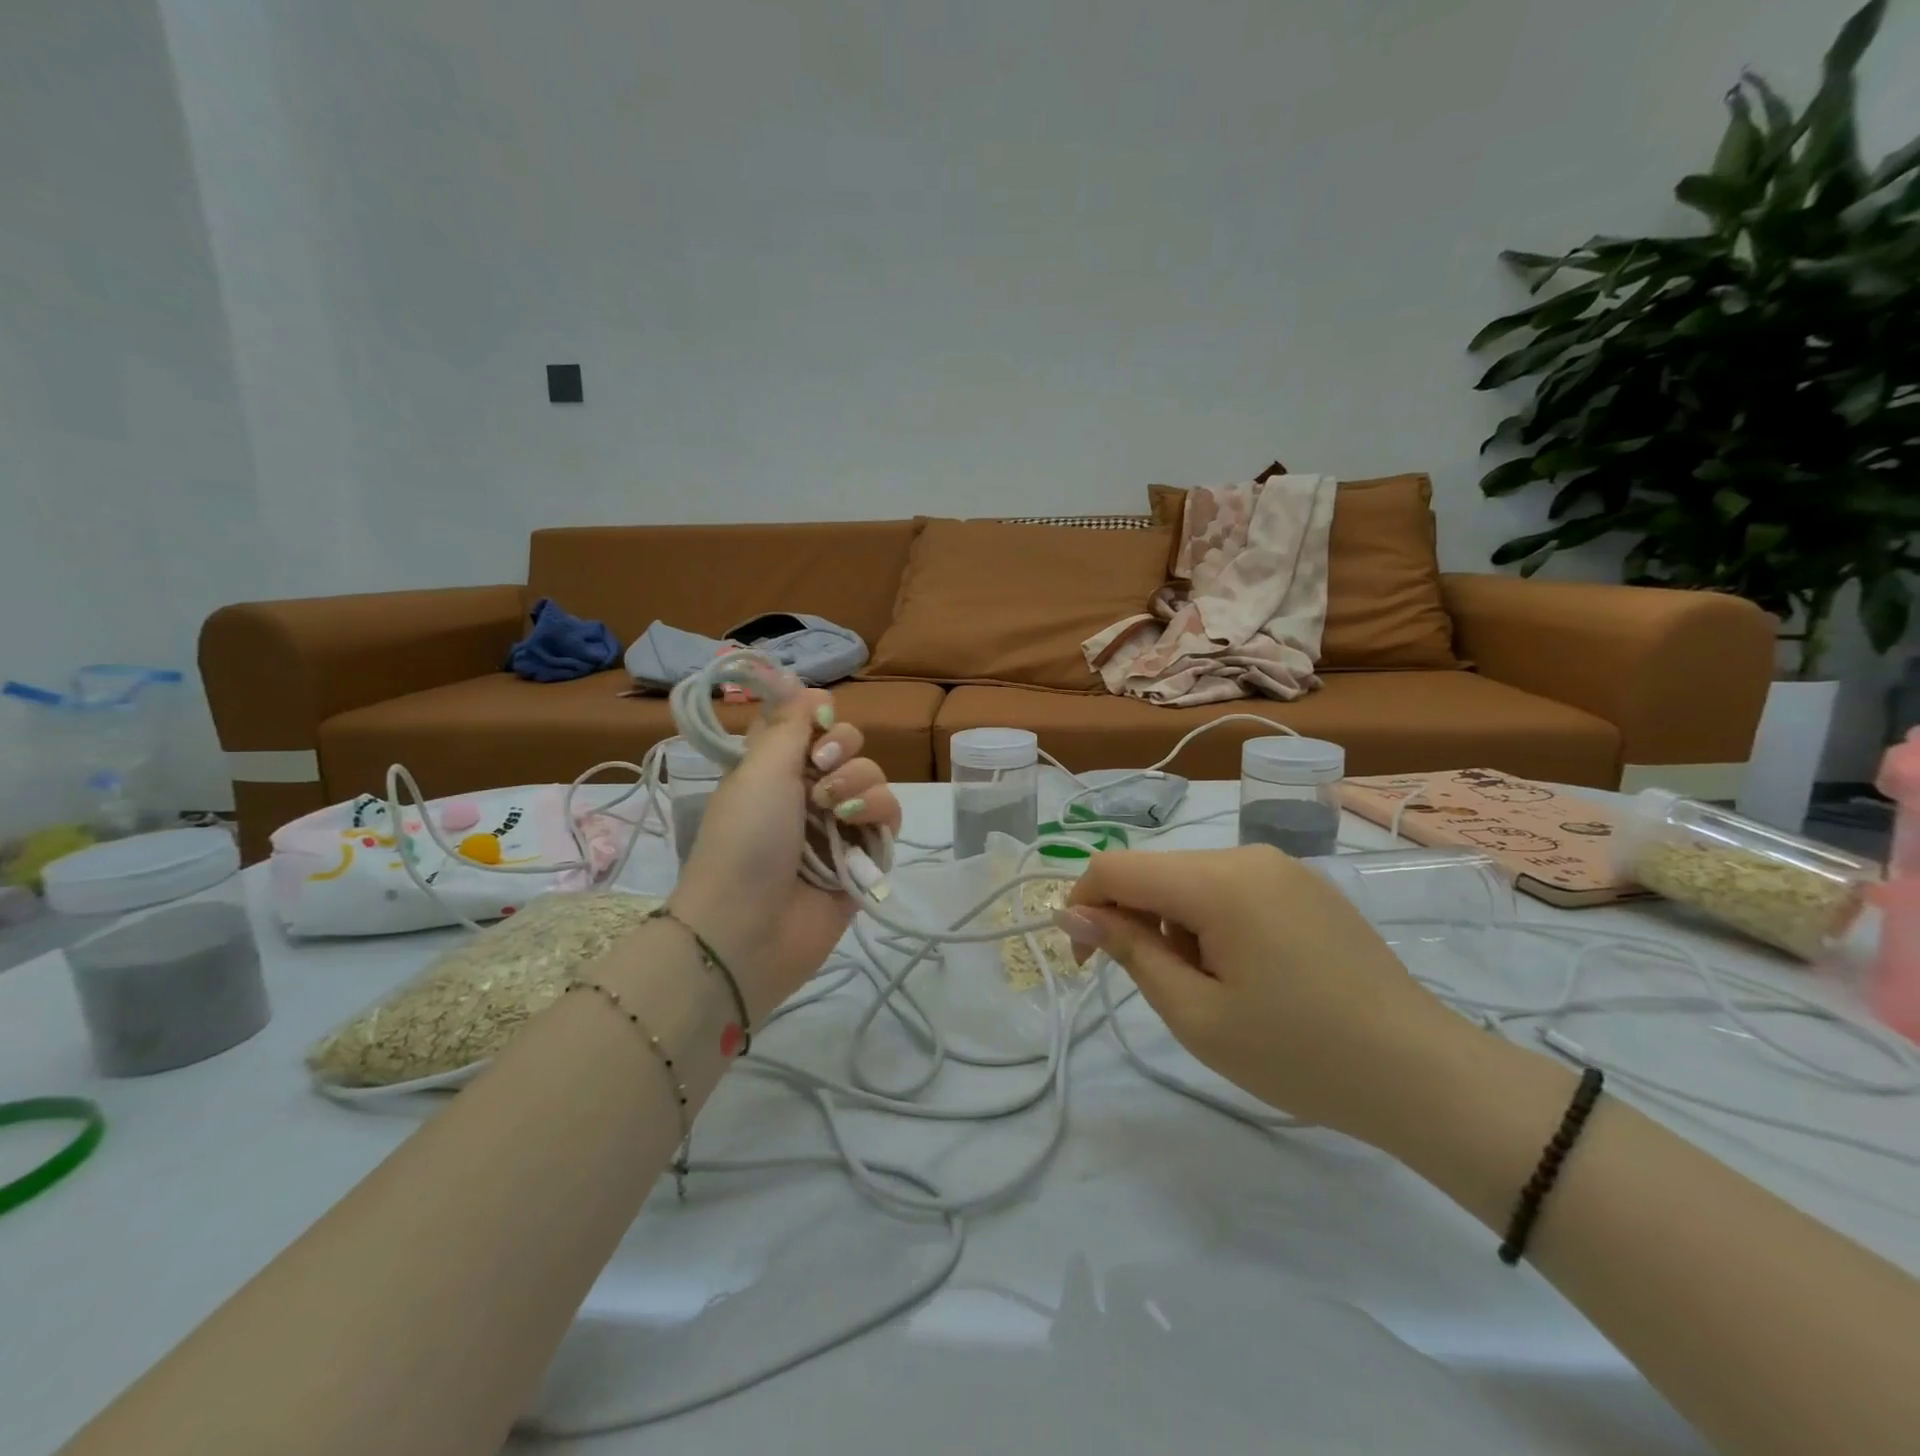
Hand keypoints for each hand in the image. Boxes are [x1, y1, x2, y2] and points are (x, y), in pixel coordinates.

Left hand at [668, 685, 899, 1020]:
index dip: (818, 719)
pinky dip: (877, 813)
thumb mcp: (759, 769)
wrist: (750, 928)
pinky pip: (888, 817)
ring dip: (859, 783)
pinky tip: (858, 826)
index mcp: (772, 769)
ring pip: (873, 778)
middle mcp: (806, 792)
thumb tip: (808, 684)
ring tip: (835, 809)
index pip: (808, 726)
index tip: (816, 723)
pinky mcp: (864, 856)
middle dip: (843, 750)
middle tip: (821, 770)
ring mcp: (837, 825)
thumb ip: (790, 723)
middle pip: (848, 747)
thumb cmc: (746, 839)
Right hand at [1060, 845, 1473, 1143]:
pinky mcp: (1305, 886)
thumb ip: (1129, 952)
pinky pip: (1233, 889)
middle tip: (1167, 992)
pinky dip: (1214, 923)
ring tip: (1218, 990)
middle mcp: (1247, 855)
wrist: (1423, 1074)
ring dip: (1177, 927)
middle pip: (1156, 873)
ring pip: (1192, 881)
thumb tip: (1074, 913)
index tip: (1084, 961)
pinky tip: (1252, 973)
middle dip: (1137, 923)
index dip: (1083, 906)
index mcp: (1217, 881)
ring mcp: (1282, 867)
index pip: (1116, 867)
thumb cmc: (1298, 1053)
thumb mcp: (1196, 1014)